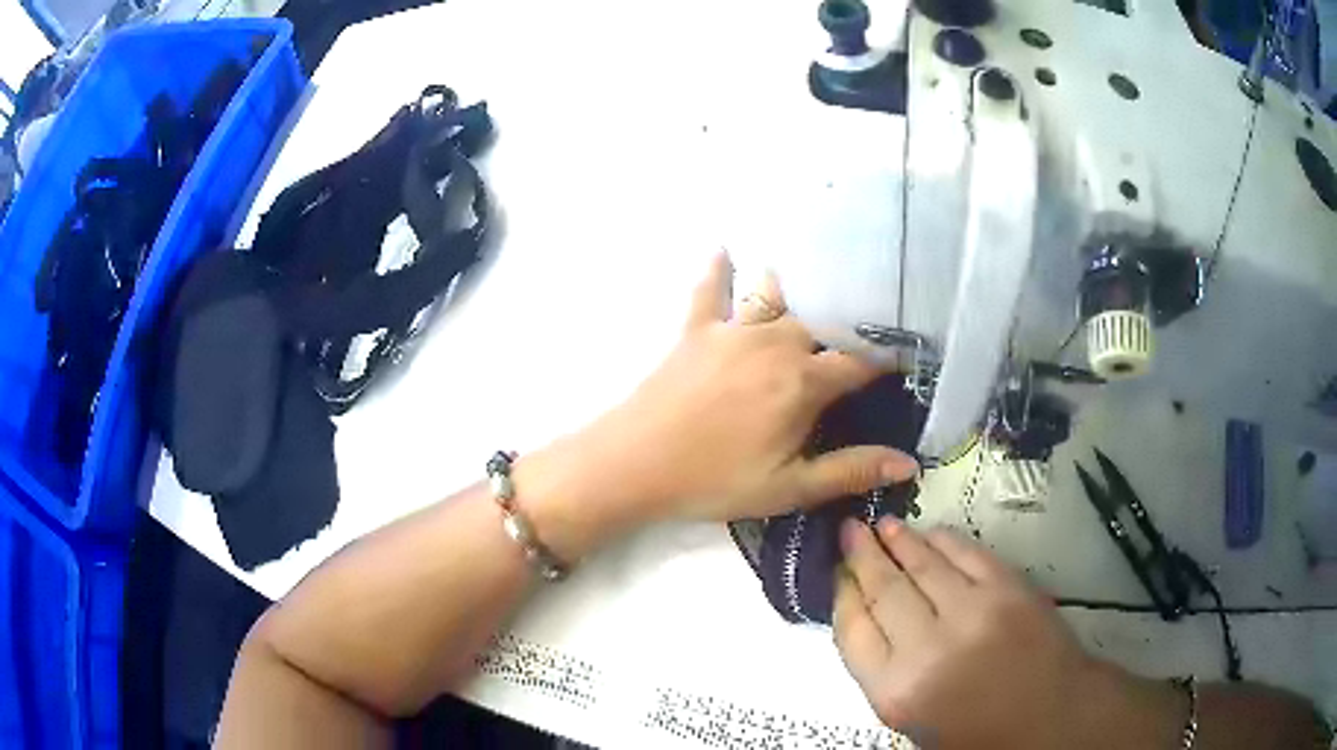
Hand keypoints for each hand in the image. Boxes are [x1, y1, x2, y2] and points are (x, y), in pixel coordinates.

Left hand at [523, 253, 917, 552]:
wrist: (634, 464)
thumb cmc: (715, 481)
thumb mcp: (789, 487)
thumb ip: (850, 471)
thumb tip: (909, 463)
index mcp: (803, 382)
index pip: (860, 361)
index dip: (886, 359)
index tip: (904, 357)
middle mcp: (775, 343)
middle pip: (822, 327)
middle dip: (843, 332)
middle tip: (858, 336)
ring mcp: (732, 331)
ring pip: (776, 300)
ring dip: (798, 296)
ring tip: (819, 282)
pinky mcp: (695, 330)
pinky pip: (710, 290)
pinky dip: (718, 270)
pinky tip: (724, 248)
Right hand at [834, 519, 1183, 749]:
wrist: (1050, 718)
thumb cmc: (975, 731)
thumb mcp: (911, 720)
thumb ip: (882, 670)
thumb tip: (865, 615)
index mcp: (897, 691)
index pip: (854, 630)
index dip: (843, 594)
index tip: (837, 572)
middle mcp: (928, 648)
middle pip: (884, 590)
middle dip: (862, 556)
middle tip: (849, 529)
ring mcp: (973, 612)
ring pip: (923, 564)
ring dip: (898, 540)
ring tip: (880, 524)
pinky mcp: (1009, 589)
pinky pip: (967, 553)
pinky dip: (943, 539)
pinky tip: (928, 531)